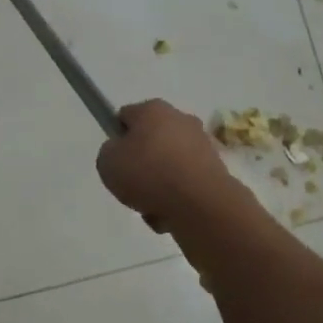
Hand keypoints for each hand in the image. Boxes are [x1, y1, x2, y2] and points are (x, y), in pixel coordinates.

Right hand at [96, 100, 242, 225]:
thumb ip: (109, 152)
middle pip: (150, 141)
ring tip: (150, 205)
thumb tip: (122, 153)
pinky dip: (176, 197)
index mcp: (153, 109)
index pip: (126, 117)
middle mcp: (181, 120)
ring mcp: (202, 145)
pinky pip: (185, 184)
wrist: (200, 205)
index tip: (114, 160)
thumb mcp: (107, 162)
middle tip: (131, 184)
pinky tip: (170, 212)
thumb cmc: (148, 174)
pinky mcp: (216, 170)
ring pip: (168, 165)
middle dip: (141, 162)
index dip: (116, 137)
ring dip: (158, 183)